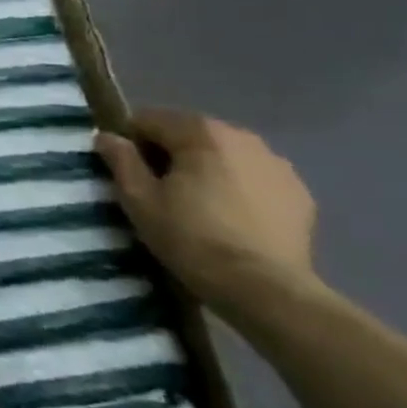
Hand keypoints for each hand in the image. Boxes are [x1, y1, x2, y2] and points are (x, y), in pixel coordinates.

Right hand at [95, 110, 317, 317]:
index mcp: (201, 132)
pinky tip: (230, 216)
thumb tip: (107, 136)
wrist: (265, 288)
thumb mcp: (139, 199)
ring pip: (224, 154)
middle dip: (170, 153)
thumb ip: (121, 160)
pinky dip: (237, 186)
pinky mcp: (300, 193)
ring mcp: (277, 164)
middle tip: (158, 188)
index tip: (126, 169)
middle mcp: (243, 137)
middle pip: (190, 133)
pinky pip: (254, 177)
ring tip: (197, 203)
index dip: (130, 140)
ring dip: (206, 168)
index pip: (150, 118)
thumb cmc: (191, 237)